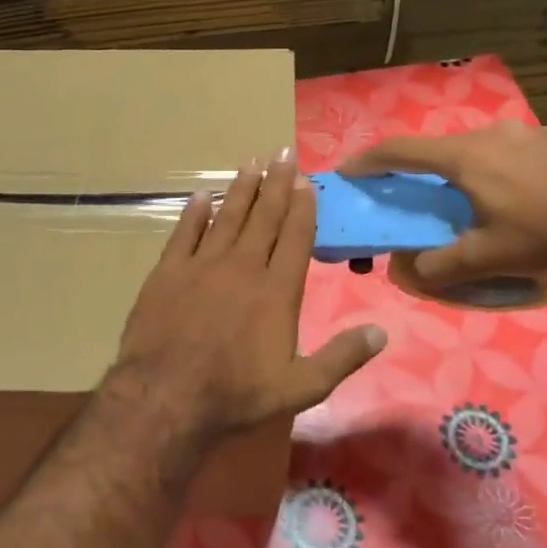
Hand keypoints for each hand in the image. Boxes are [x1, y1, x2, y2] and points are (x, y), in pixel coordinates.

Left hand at [108, 150, 387, 449]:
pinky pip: (184, 232)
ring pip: (226, 216)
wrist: (166, 395)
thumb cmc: (236, 394)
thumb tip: (380, 332)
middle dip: (276, 183)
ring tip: (251, 163)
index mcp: (277, 290)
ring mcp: (202, 265)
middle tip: (283, 153)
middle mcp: (243, 267)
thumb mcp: (300, 387)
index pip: (295, 237)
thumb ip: (341, 358)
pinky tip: (200, 196)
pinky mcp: (168, 271)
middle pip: (264, 217)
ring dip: (240, 189)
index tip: (306, 180)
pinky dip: (194, 212)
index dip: (303, 207)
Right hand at [338, 121, 546, 291]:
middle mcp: (491, 133)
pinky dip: (498, 167)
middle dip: (420, 168)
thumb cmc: (544, 235)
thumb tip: (409, 270)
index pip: (402, 150)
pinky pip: (512, 150)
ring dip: (462, 168)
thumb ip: (439, 266)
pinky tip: (517, 194)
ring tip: (471, 198)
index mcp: (465, 156)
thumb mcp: (485, 258)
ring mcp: (527, 131)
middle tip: (415, 192)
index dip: (369, 160)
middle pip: (440, 147)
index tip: (348, 171)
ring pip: (478, 147)